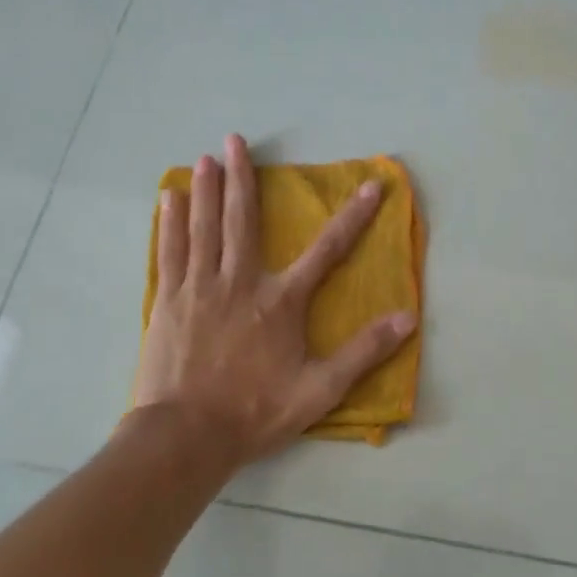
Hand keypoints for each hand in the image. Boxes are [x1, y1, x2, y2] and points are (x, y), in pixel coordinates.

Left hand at [134, 134, 416, 463]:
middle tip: (235, 139)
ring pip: (204, 227)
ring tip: (205, 157)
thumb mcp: (320, 389)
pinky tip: (170, 199)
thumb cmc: (255, 412)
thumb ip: (363, 351)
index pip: (327, 250)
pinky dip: (171, 222)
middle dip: (243, 177)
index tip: (371, 186)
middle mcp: (240, 283)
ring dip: (207, 189)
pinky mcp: (168, 302)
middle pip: (243, 220)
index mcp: (281, 301)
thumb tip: (408, 318)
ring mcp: (199, 289)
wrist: (186, 437)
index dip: (354, 217)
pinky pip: (170, 251)